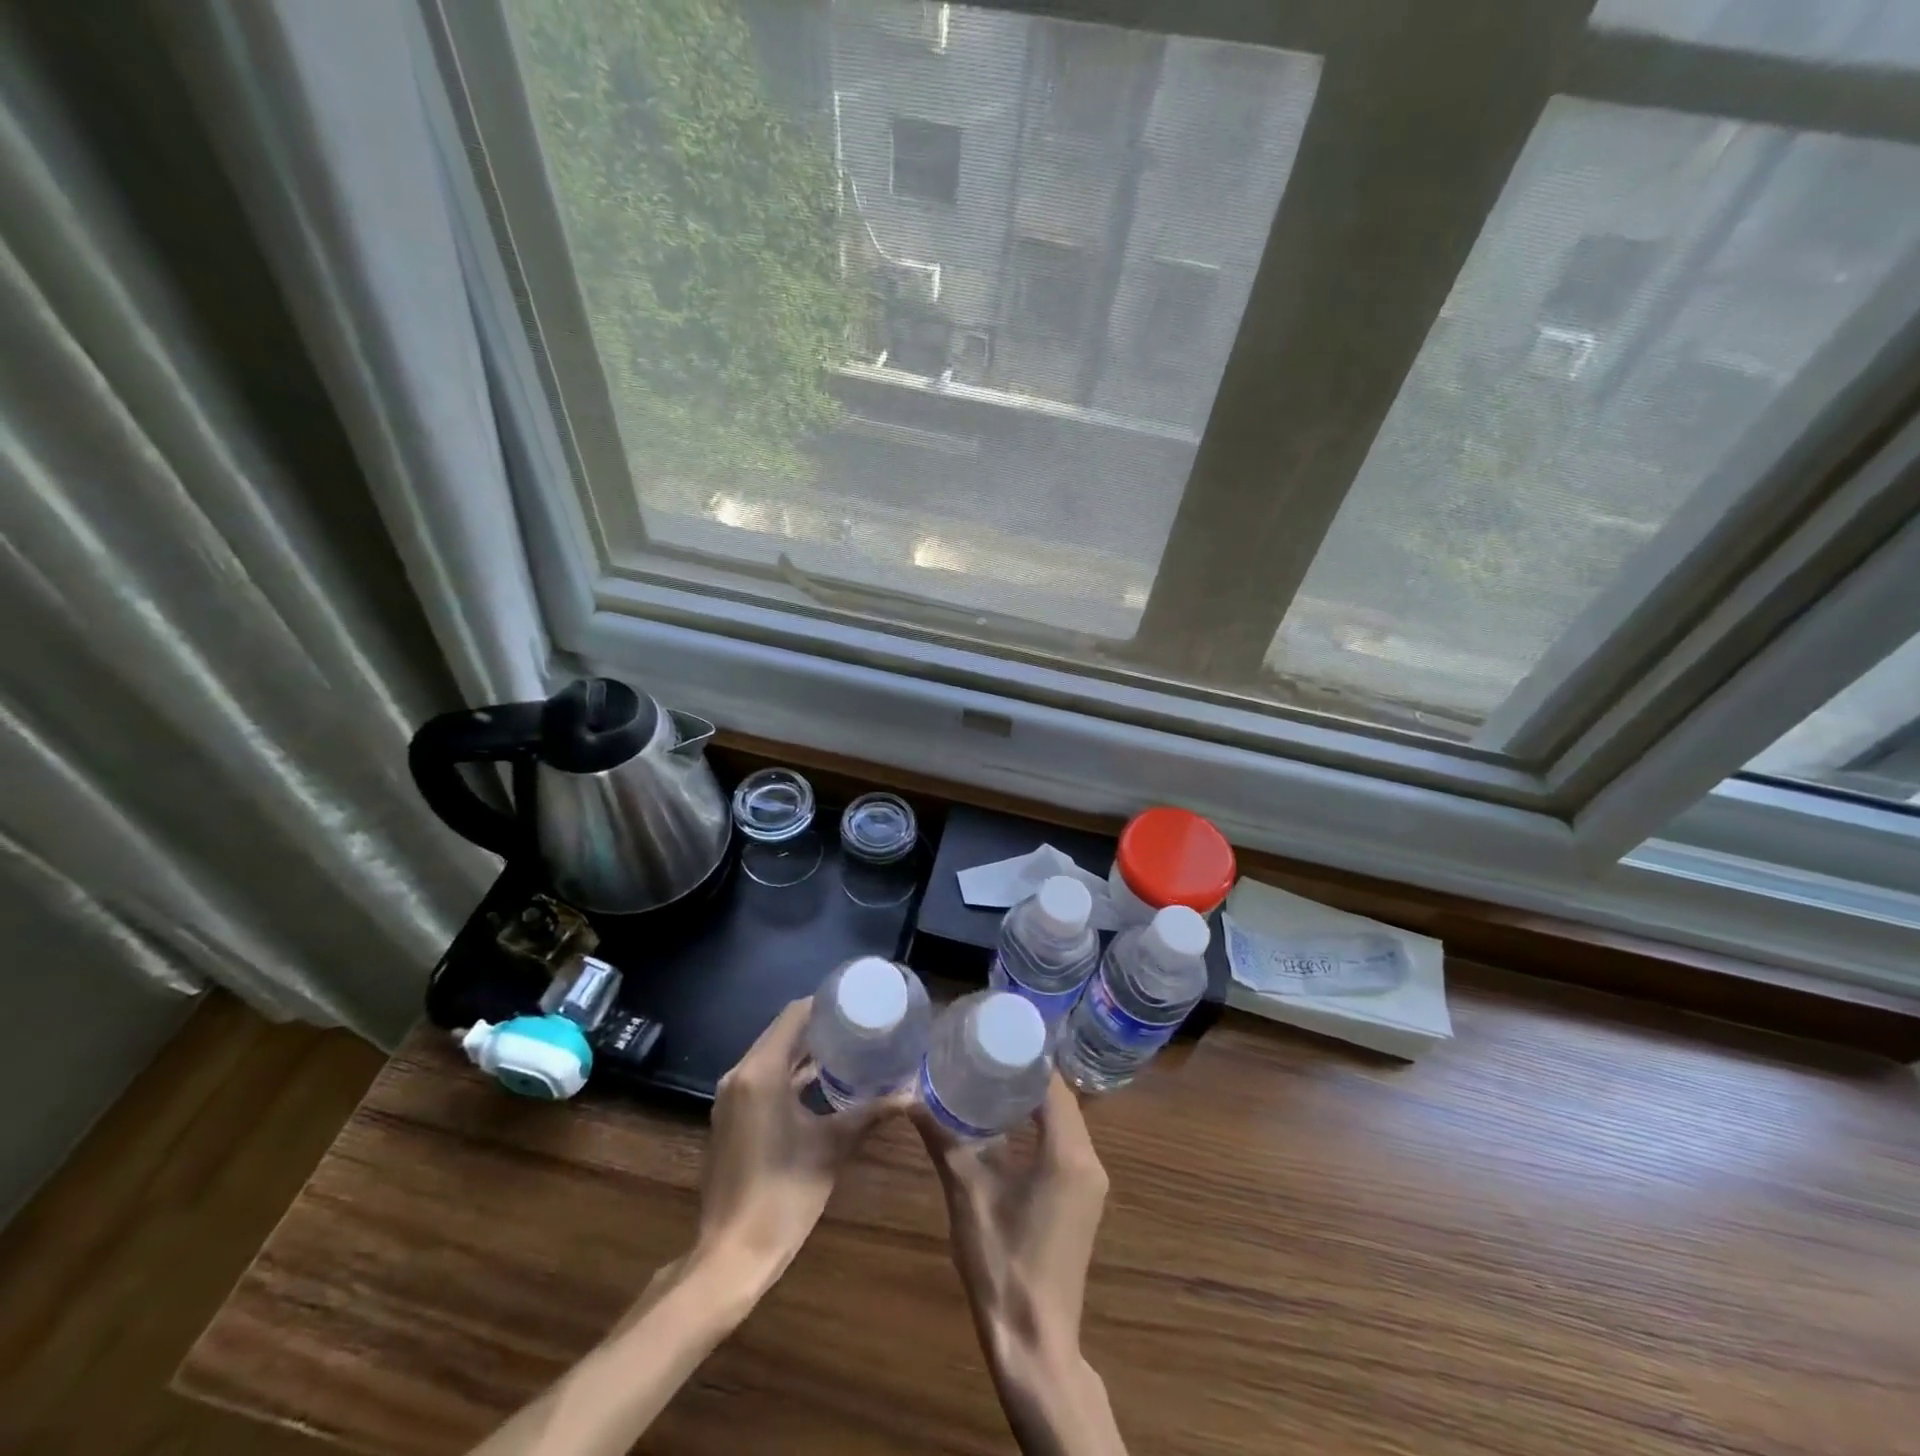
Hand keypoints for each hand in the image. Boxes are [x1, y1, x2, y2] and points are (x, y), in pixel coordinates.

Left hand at [695, 997, 900, 1281]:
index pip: (794, 1015)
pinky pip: (762, 1077)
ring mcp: (732, 1097)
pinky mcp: (731, 1117)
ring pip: (771, 1055)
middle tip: (859, 1023)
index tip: (858, 1002)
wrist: (730, 1256)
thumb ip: (870, 1113)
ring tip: (847, 1046)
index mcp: (761, 1072)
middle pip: (782, 1032)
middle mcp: (740, 1075)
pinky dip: (789, 1073)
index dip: (825, 1004)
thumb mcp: (832, 1148)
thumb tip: (910, 1094)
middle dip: (819, 1025)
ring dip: (804, 1050)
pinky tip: (820, 1081)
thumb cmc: (783, 1196)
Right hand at [913, 1074, 1108, 1372]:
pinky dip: (1040, 1125)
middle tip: (986, 1049)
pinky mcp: (1082, 1199)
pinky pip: (1065, 1143)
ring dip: (1034, 1099)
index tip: (995, 1033)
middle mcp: (1090, 1160)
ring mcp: (1090, 1183)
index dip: (1027, 1055)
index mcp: (1068, 1153)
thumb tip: (910, 1098)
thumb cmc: (1001, 1265)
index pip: (1053, 1083)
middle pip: (1061, 1098)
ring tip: (991, 1075)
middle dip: (1026, 1072)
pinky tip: (1006, 1122)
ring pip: (1065, 1120)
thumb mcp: (967, 1195)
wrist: (1034, 1344)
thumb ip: (943, 1140)